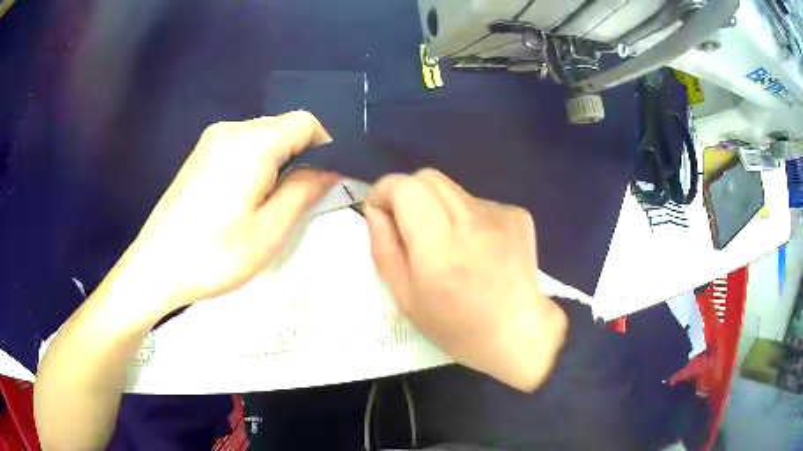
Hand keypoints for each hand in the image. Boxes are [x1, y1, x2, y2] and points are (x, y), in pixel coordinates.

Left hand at [122, 111, 337, 314]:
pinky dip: (255, 164)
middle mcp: (232, 129)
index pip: (306, 122)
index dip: (326, 145)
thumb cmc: (214, 254)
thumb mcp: (270, 229)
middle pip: (283, 127)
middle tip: (297, 199)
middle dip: (300, 156)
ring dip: (277, 162)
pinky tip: (243, 198)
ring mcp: (211, 140)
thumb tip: (329, 168)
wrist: (156, 267)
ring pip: (262, 137)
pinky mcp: (200, 154)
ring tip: (268, 203)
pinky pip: (241, 146)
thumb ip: (304, 190)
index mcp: (253, 142)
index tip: (325, 180)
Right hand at [365, 169, 566, 390]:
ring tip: (448, 244)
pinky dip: (467, 217)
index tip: (382, 213)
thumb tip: (375, 211)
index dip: (385, 191)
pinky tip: (478, 249)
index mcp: (439, 245)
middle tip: (409, 227)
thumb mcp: (406, 298)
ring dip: (437, 206)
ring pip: (452, 189)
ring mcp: (499, 213)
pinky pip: (477, 203)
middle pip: (427, 178)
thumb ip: (385, 249)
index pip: (404, 186)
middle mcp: (470, 219)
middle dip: (408, 194)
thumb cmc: (457, 326)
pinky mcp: (517, 214)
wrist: (518, 333)